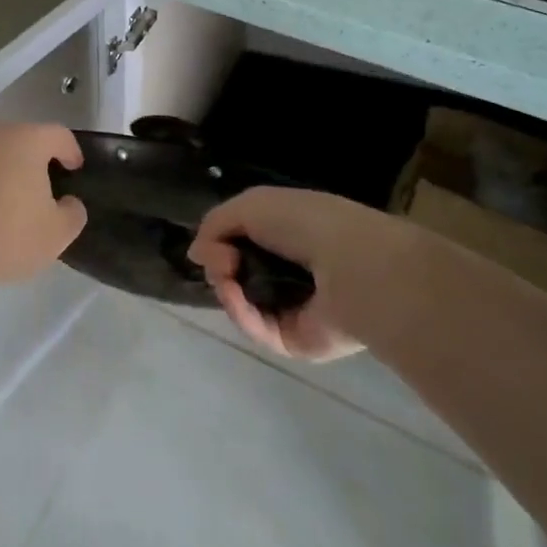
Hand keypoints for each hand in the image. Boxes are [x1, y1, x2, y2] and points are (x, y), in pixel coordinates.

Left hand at [0, 124, 87, 287]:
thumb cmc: (2, 234)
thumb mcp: (54, 236)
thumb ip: (72, 215)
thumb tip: (69, 203)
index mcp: (26, 141)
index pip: (58, 135)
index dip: (71, 151)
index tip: (75, 169)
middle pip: (20, 141)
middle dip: (33, 162)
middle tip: (41, 191)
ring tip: (4, 205)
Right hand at [189, 187, 406, 361]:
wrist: (350, 265)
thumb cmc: (305, 223)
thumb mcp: (251, 204)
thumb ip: (216, 224)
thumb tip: (196, 252)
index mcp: (290, 235)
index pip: (244, 242)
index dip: (220, 242)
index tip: (211, 242)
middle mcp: (293, 270)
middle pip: (238, 273)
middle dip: (220, 264)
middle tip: (222, 260)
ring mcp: (295, 308)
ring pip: (242, 303)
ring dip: (226, 288)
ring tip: (227, 275)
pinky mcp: (296, 341)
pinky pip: (257, 329)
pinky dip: (240, 312)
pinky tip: (234, 295)